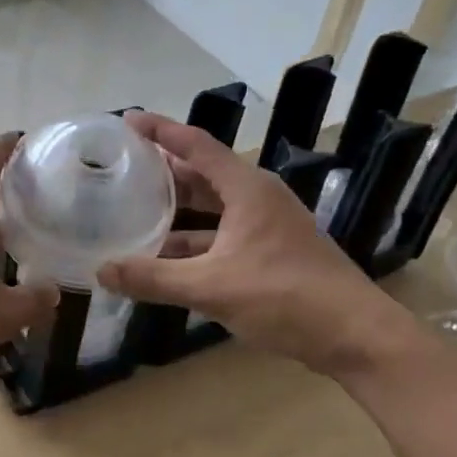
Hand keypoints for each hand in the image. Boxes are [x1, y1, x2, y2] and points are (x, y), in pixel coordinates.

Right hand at [96, 113, 415, 378]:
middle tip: (123, 166)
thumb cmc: (285, 297)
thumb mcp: (211, 287)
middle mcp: (257, 198)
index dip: (160, 130)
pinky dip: (193, 240)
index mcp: (247, 189)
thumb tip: (101, 271)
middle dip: (163, 169)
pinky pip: (222, 234)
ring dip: (177, 209)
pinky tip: (166, 257)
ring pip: (212, 207)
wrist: (355, 337)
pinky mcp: (271, 252)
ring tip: (135, 209)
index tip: (127, 119)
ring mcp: (267, 226)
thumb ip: (153, 278)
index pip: (196, 145)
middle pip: (203, 173)